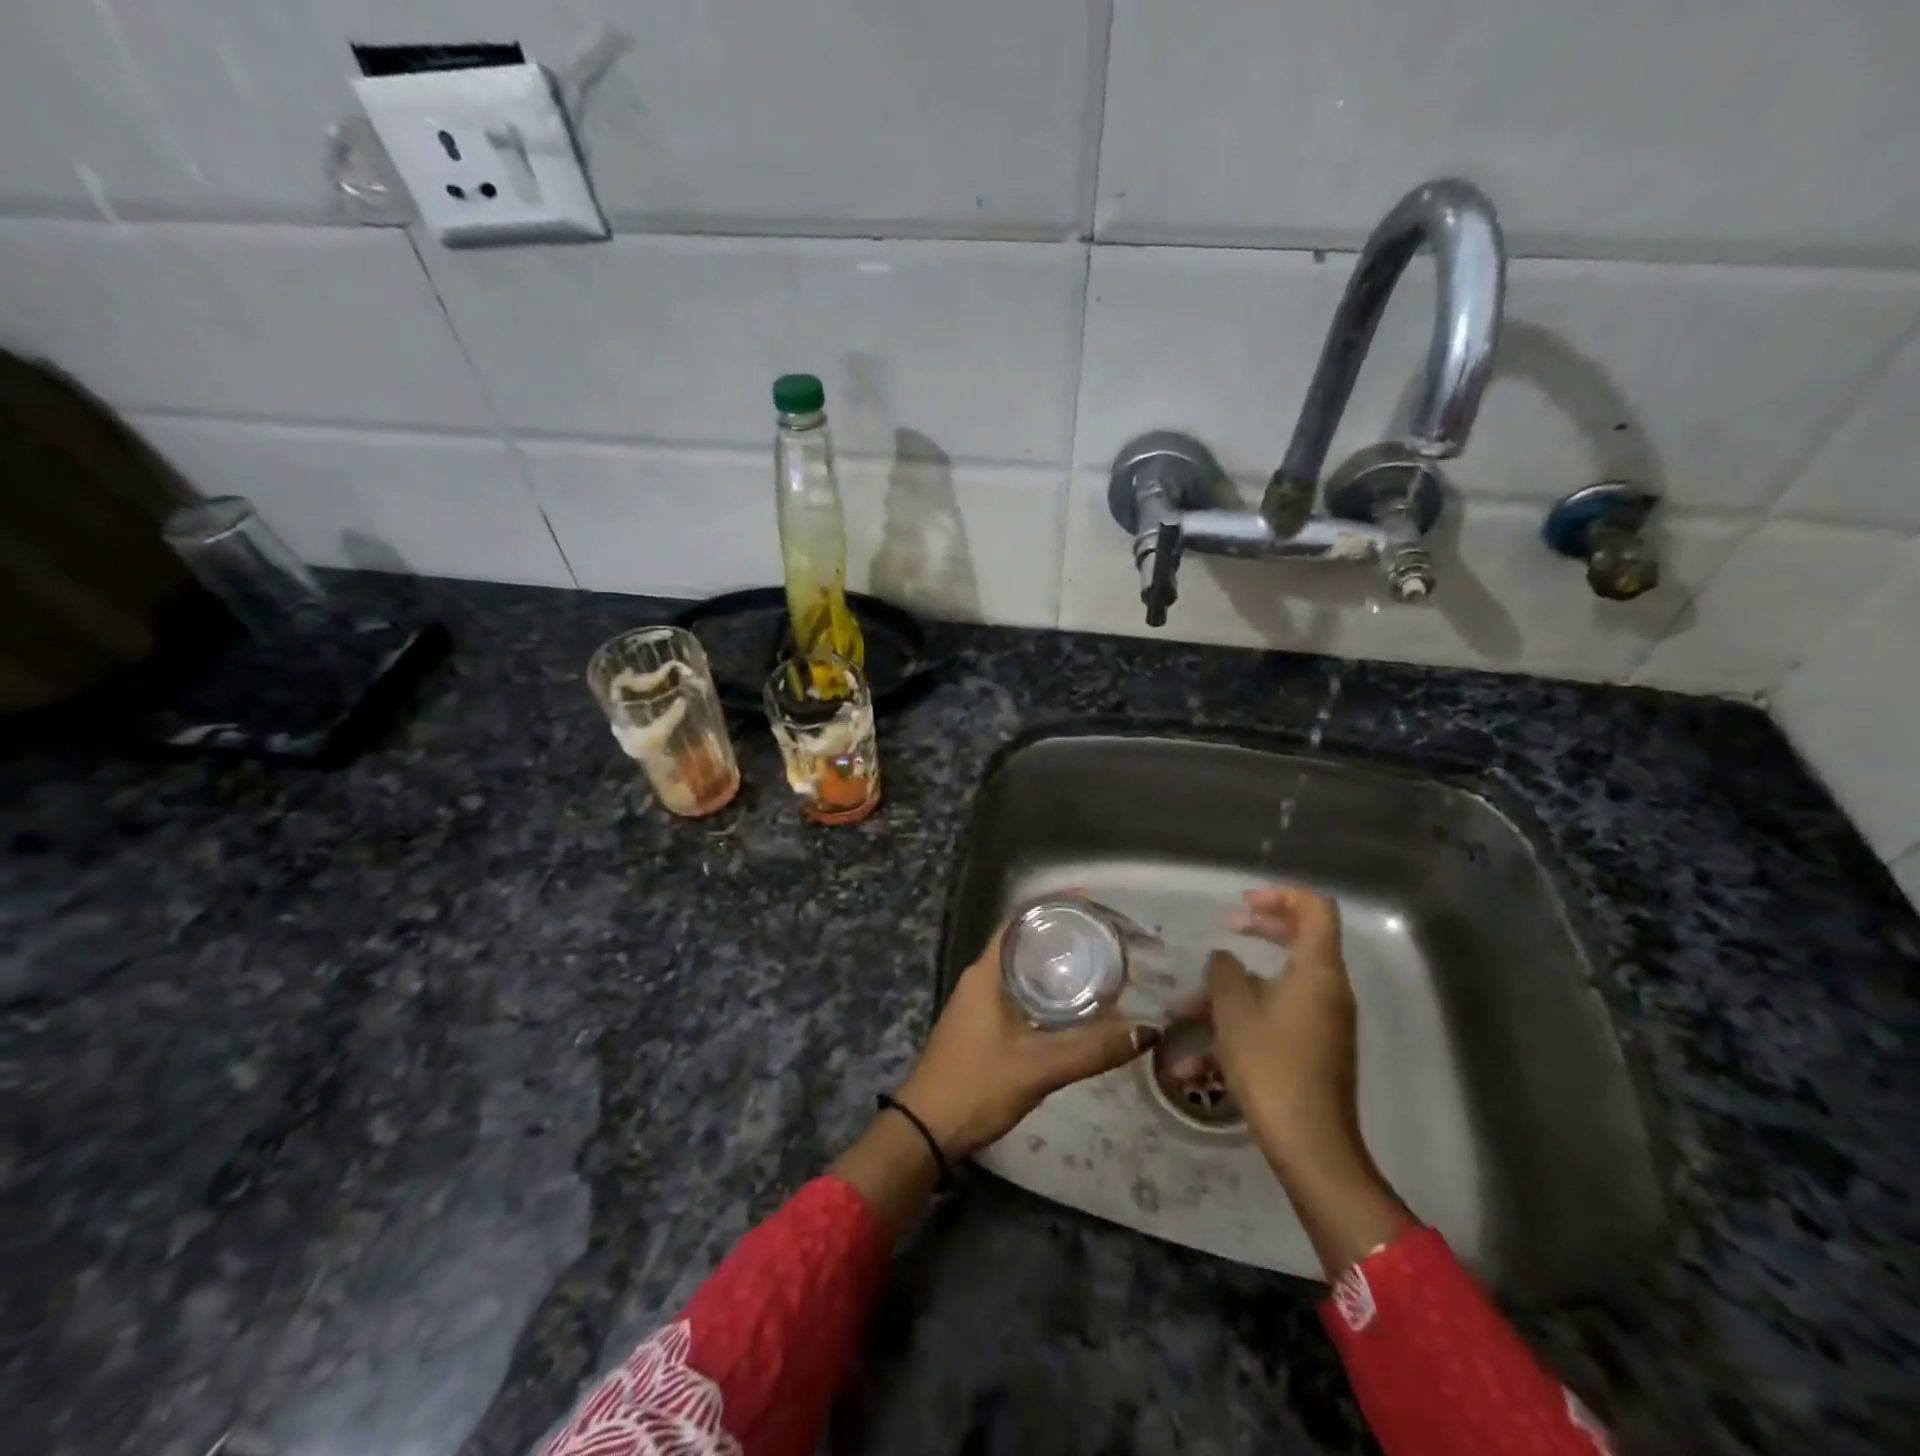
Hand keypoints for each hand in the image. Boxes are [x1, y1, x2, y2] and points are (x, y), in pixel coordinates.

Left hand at [896, 922, 1158, 1159]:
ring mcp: (979, 1000)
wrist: (926, 1129)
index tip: (1092, 901)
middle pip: (1024, 938)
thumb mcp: (1039, 1068)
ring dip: (1055, 959)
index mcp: (987, 971)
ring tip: (1098, 959)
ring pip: (1023, 965)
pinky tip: (1074, 1001)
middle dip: (1062, 931)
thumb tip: (1146, 1030)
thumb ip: (1092, 1050)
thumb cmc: (977, 1086)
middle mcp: (982, 976)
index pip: (1020, 919)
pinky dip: (1047, 985)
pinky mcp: (983, 1023)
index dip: (1053, 904)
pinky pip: (1020, 989)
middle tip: (1106, 933)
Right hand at [1205, 885, 1362, 1177]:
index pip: (1315, 908)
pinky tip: (1200, 1052)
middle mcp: (1328, 989)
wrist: (1310, 1145)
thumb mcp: (1233, 1010)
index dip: (1280, 894)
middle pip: (1300, 939)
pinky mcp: (1315, 1048)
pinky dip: (1244, 1018)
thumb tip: (1224, 959)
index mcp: (1318, 970)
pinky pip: (1278, 1015)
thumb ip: (1224, 971)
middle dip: (1259, 929)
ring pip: (1279, 983)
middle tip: (1225, 928)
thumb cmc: (1271, 1065)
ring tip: (1189, 1007)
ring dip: (1236, 986)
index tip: (1242, 903)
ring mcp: (1324, 1021)